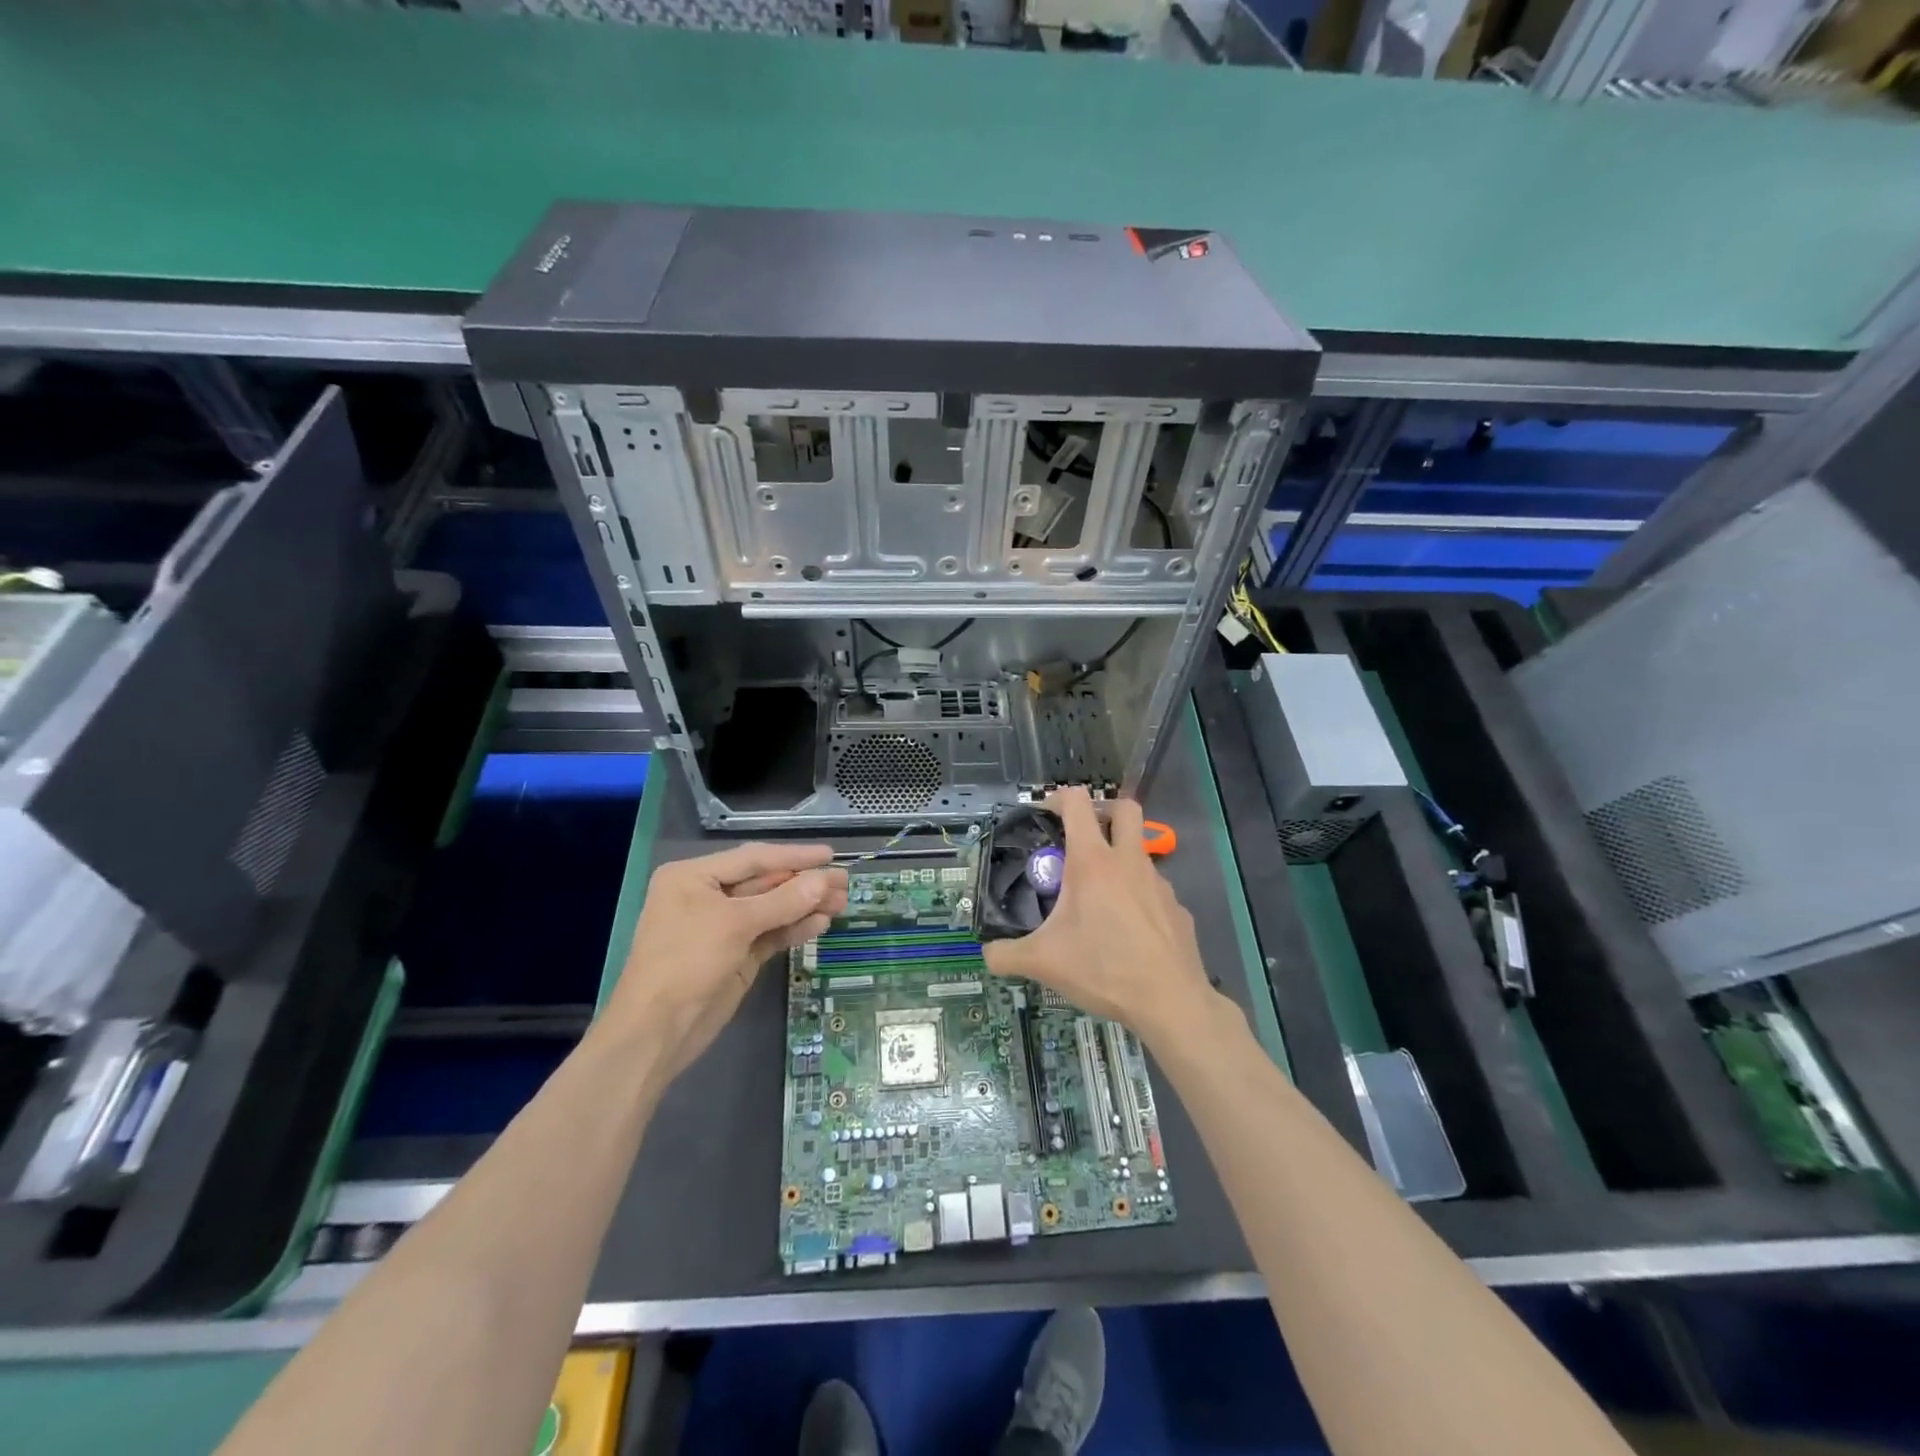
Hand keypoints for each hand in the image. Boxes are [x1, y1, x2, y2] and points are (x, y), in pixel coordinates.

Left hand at [603, 843, 847, 1080]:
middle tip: (845, 882)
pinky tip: (821, 923)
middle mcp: (708, 896)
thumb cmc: (686, 962)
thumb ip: (783, 900)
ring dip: (805, 906)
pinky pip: (771, 934)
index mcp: (693, 876)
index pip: (753, 858)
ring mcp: (723, 928)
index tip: (831, 854)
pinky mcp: (737, 955)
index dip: (794, 856)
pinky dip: (795, 928)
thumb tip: (825, 880)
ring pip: (772, 909)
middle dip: (804, 883)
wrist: (657, 1032)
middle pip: (765, 883)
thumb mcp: (734, 925)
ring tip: (842, 903)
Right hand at [981, 788, 1229, 1049]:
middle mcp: (1129, 862)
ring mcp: (1160, 884)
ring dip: (1119, 860)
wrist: (1170, 1002)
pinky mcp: (1177, 909)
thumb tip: (986, 954)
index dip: (1058, 798)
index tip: (1045, 815)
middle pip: (1124, 808)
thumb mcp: (1043, 963)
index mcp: (1093, 862)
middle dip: (1104, 811)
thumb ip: (1006, 955)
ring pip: (1140, 853)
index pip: (1077, 802)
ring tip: (1098, 899)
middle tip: (1082, 837)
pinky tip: (1127, 931)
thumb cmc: (1103, 969)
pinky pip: (1154, 891)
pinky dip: (1138, 898)